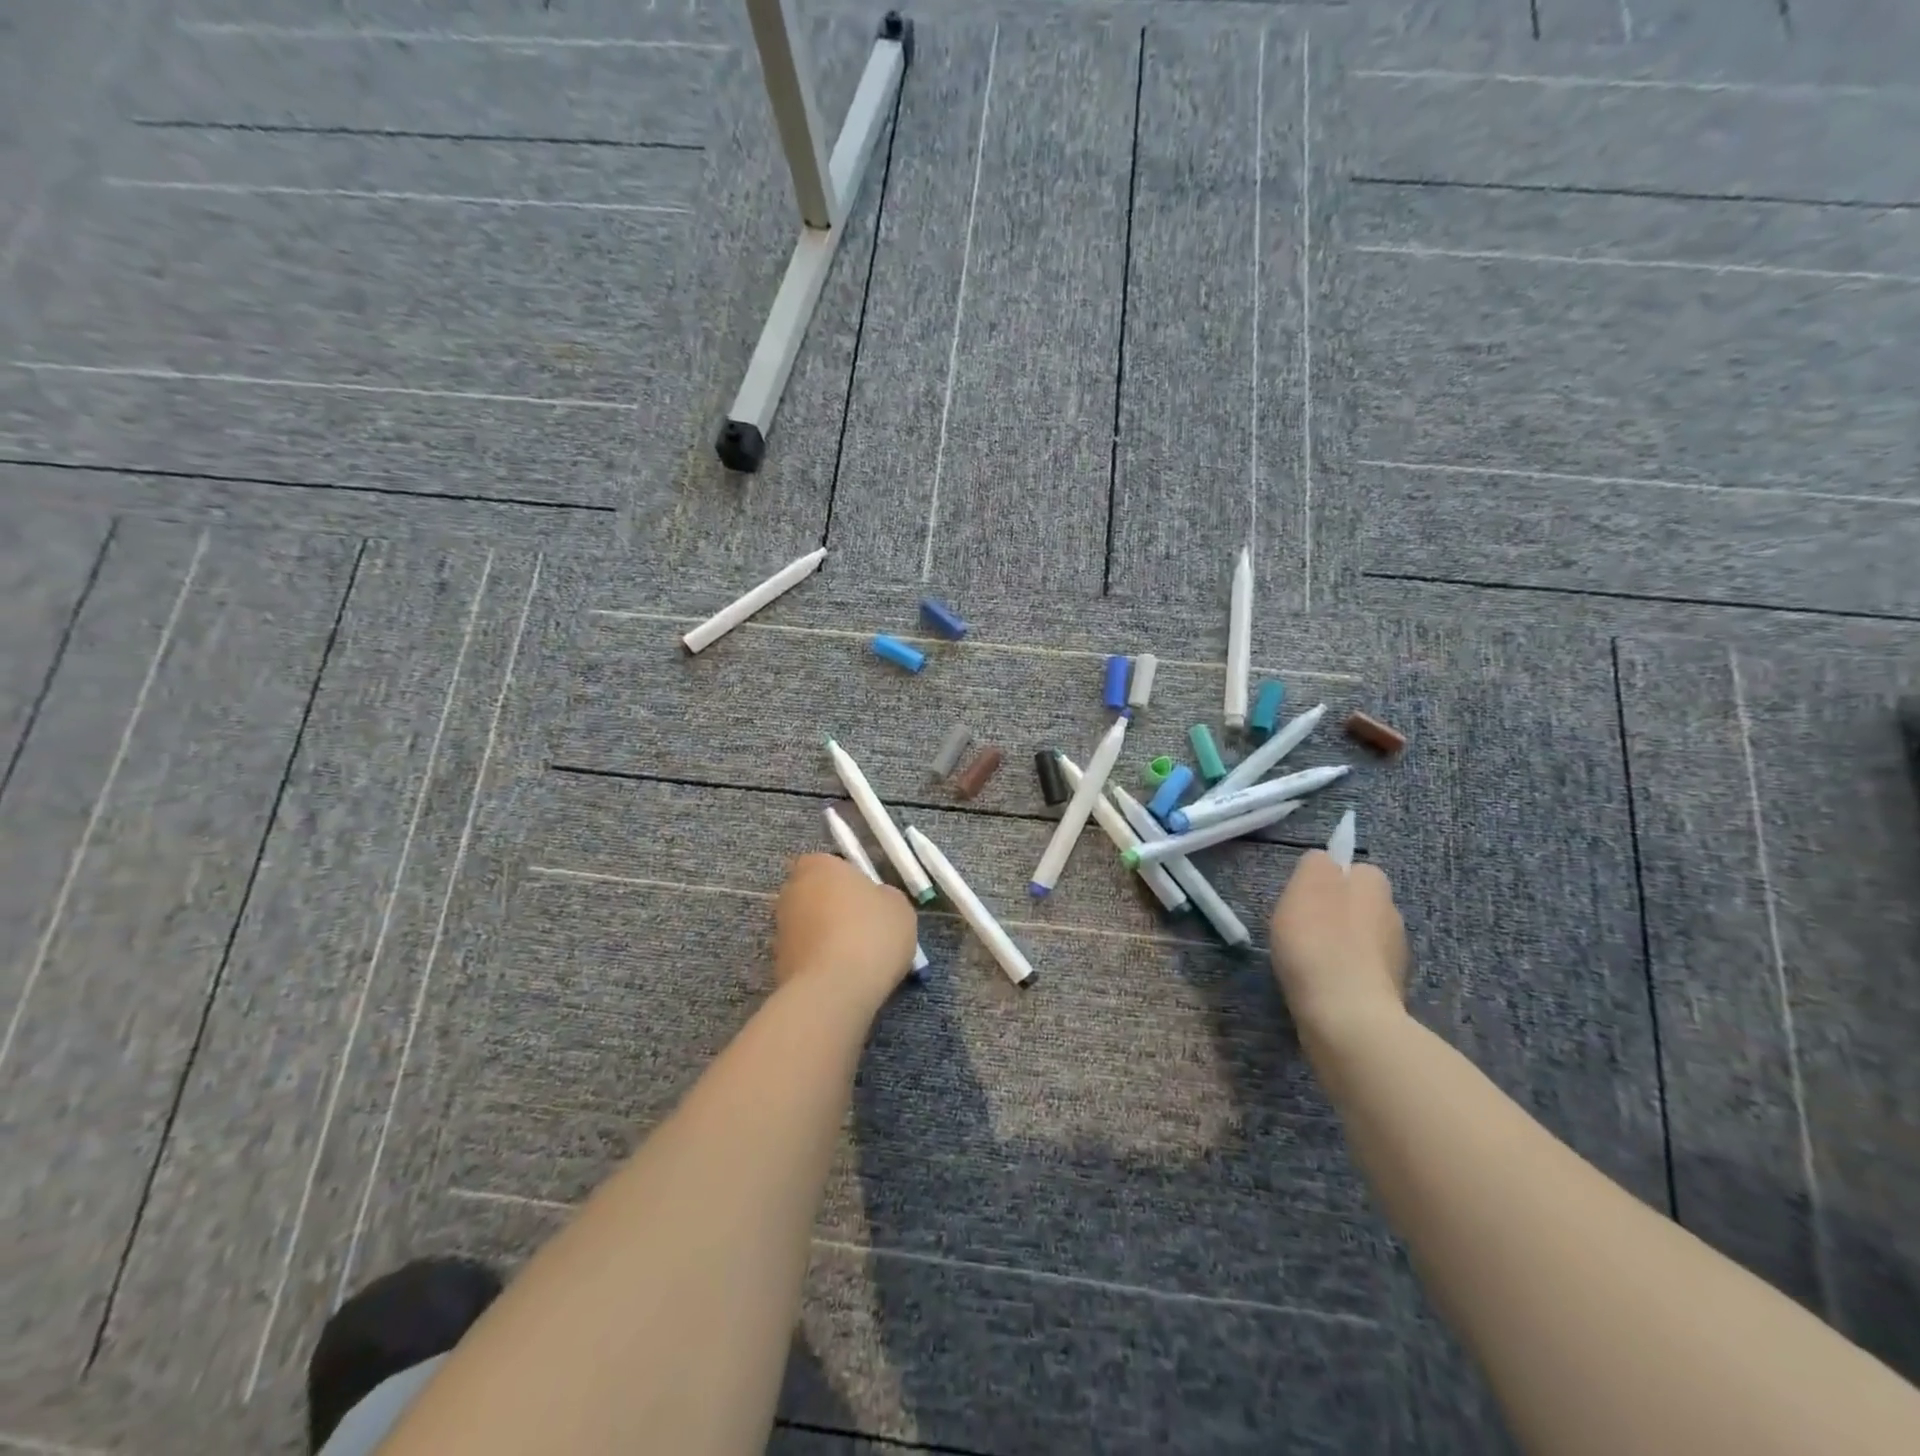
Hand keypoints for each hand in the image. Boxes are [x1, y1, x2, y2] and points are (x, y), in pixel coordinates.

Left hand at [773, 853, 917, 999]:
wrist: (835, 989)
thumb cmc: (871, 933)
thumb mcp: (898, 906)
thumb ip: (883, 896)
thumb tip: (874, 901)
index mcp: (819, 866)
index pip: (826, 863)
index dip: (845, 879)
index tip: (865, 897)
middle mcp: (792, 891)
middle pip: (813, 893)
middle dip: (831, 906)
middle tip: (861, 926)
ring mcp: (780, 929)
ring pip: (807, 925)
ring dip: (824, 935)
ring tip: (855, 957)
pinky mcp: (777, 963)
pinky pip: (805, 954)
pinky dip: (818, 961)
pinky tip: (842, 977)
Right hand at [1269, 850, 1409, 1047]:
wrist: (1347, 1017)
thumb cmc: (1320, 942)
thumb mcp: (1305, 885)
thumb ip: (1315, 863)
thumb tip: (1325, 863)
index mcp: (1376, 886)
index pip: (1354, 869)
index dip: (1327, 880)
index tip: (1302, 897)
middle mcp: (1393, 916)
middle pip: (1357, 904)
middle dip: (1333, 912)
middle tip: (1298, 928)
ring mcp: (1395, 958)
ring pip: (1359, 939)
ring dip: (1338, 944)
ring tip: (1305, 961)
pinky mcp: (1388, 993)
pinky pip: (1359, 971)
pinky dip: (1342, 974)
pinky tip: (1320, 985)